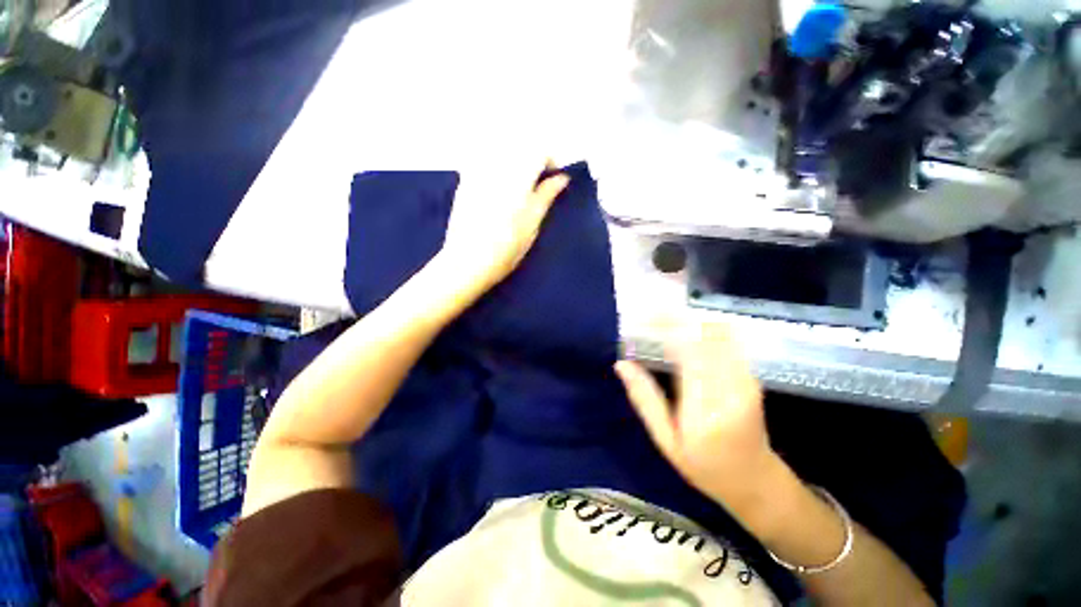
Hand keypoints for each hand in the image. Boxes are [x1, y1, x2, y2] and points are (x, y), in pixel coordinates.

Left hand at [440, 161, 569, 295]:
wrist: (467, 262)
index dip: (551, 161)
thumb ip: (546, 195)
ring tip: (521, 183)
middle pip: (519, 145)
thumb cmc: (506, 247)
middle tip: (540, 181)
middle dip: (533, 157)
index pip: (538, 151)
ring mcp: (476, 172)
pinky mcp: (464, 182)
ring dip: (515, 159)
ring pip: (501, 150)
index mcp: (516, 177)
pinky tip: (499, 186)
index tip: (555, 179)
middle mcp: (495, 167)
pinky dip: (497, 165)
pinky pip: (482, 160)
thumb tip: (562, 177)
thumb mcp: (532, 223)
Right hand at [615, 319, 780, 508]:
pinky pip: (728, 341)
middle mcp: (731, 389)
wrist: (755, 480)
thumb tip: (622, 364)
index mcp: (706, 410)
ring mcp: (747, 380)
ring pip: (719, 333)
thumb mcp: (665, 440)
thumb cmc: (704, 466)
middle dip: (675, 318)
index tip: (642, 317)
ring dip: (690, 320)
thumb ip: (644, 399)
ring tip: (663, 318)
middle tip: (649, 313)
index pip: (687, 352)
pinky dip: (703, 328)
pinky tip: (685, 329)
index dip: (665, 327)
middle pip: (705, 335)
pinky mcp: (751, 376)